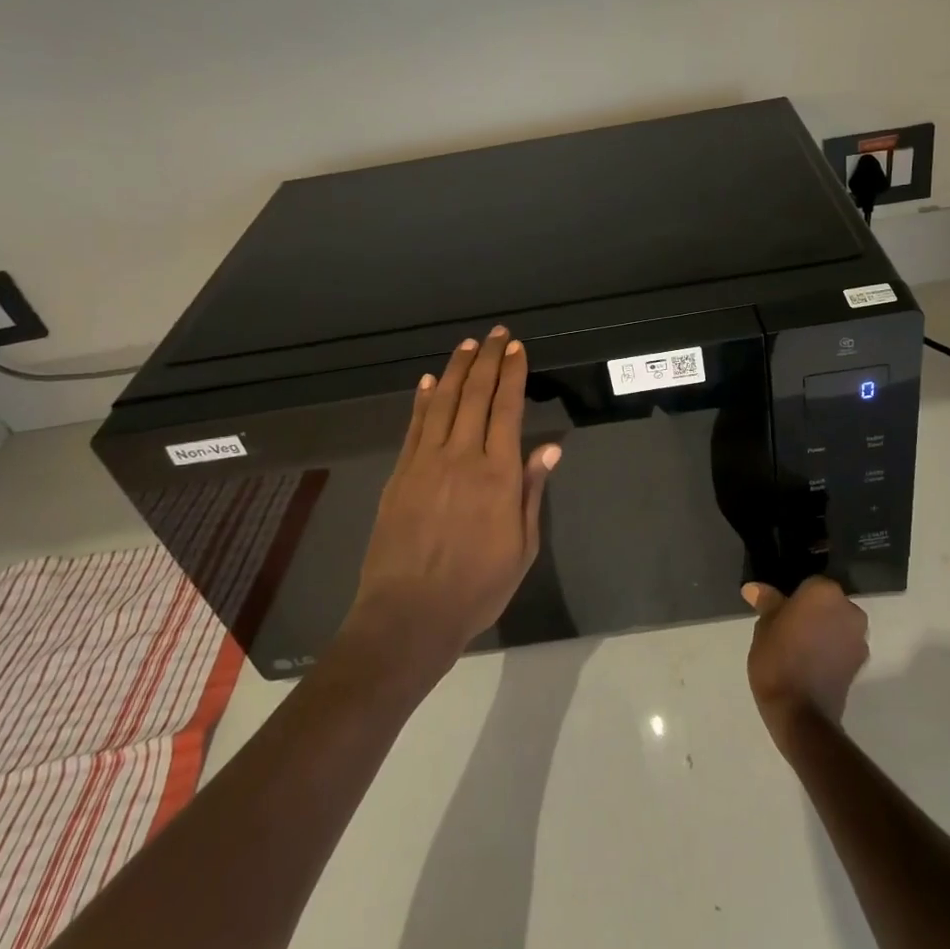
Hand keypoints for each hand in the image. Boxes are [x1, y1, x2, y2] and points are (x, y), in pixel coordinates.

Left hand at [347, 326, 561, 662]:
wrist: (409, 614)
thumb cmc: (477, 586)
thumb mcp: (522, 546)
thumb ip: (532, 491)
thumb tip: (550, 446)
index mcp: (498, 475)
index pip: (507, 409)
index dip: (513, 375)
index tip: (518, 349)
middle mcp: (462, 457)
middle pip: (475, 396)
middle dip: (488, 361)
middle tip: (497, 334)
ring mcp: (426, 462)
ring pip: (443, 402)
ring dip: (457, 370)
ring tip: (469, 345)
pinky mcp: (400, 473)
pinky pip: (414, 426)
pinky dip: (423, 399)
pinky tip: (430, 380)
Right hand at [741, 577, 869, 750]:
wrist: (801, 714)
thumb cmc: (777, 660)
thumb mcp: (764, 628)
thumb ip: (767, 603)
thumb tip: (753, 588)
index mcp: (824, 592)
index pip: (809, 584)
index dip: (793, 598)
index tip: (780, 613)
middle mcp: (849, 609)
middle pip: (827, 603)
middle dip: (812, 612)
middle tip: (788, 629)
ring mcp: (859, 637)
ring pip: (837, 624)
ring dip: (824, 631)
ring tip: (799, 649)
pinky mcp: (861, 663)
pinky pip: (843, 645)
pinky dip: (831, 649)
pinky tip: (811, 663)